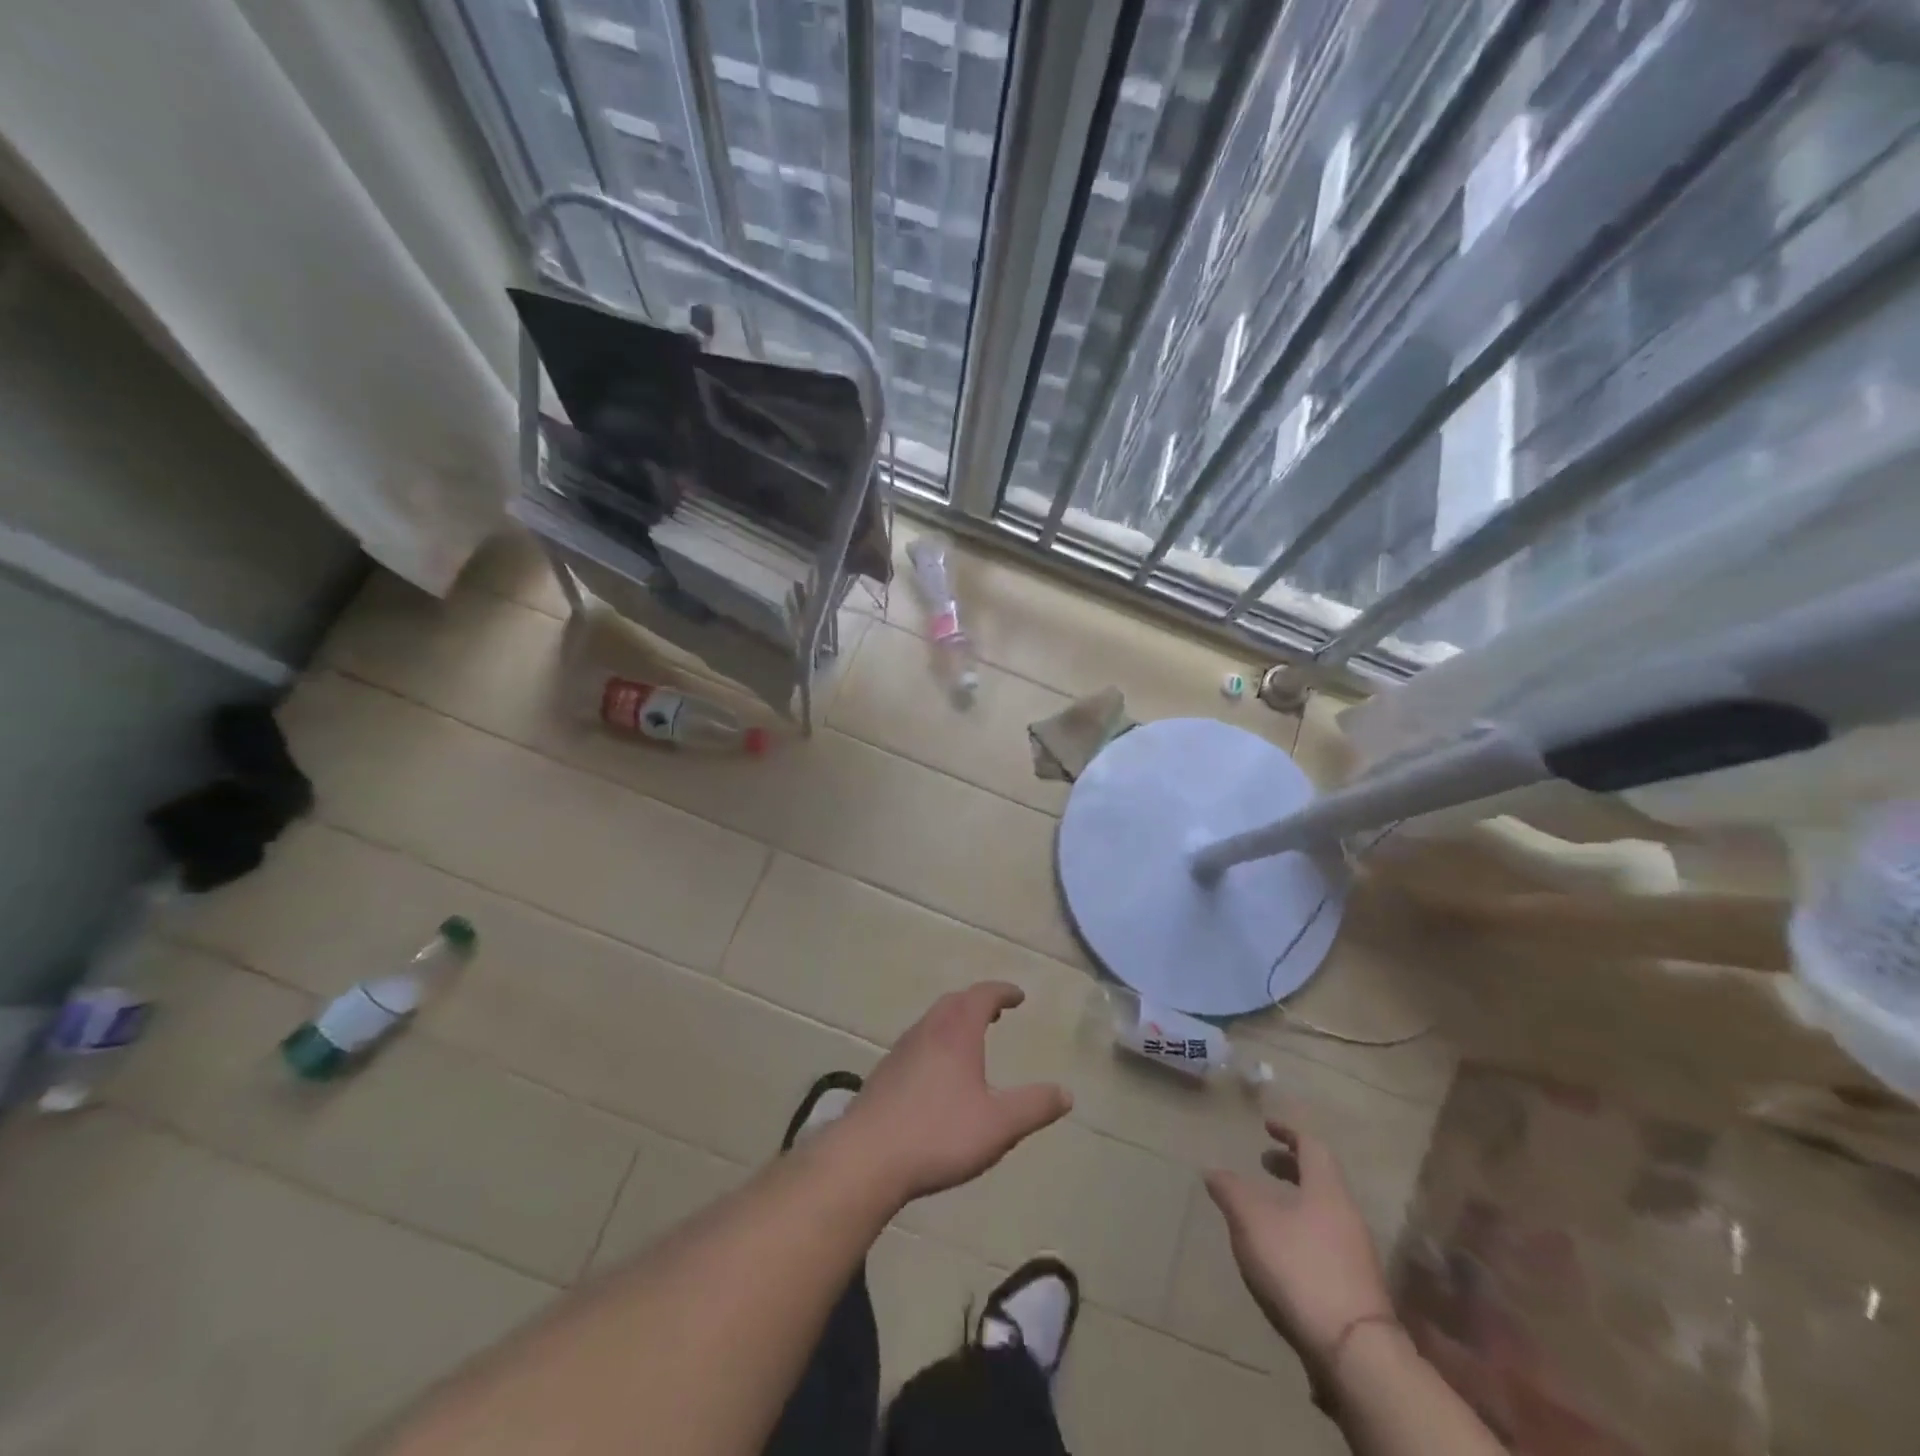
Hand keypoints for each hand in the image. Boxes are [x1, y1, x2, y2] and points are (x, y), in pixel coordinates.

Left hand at [833, 982, 1071, 1206]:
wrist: (867, 1158)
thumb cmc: (939, 1134)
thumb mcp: (999, 1125)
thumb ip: (1034, 1107)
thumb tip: (1066, 1093)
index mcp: (956, 1032)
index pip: (982, 996)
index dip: (1002, 992)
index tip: (1018, 996)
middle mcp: (927, 1031)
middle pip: (954, 1002)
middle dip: (977, 1002)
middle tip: (996, 1012)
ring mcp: (901, 1051)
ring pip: (932, 1022)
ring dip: (954, 1021)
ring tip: (970, 1039)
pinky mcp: (885, 1074)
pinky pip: (917, 1043)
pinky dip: (936, 1042)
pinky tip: (938, 1073)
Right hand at [1206, 1120, 1393, 1379]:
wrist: (1354, 1350)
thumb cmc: (1300, 1268)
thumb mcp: (1251, 1221)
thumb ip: (1230, 1191)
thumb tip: (1213, 1171)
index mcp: (1327, 1190)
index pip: (1312, 1146)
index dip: (1288, 1132)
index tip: (1267, 1127)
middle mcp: (1347, 1215)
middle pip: (1321, 1178)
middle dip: (1291, 1166)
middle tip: (1263, 1163)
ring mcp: (1357, 1253)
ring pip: (1324, 1211)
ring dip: (1296, 1200)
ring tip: (1266, 1208)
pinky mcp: (1356, 1287)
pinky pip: (1326, 1240)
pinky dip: (1302, 1231)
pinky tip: (1281, 1251)